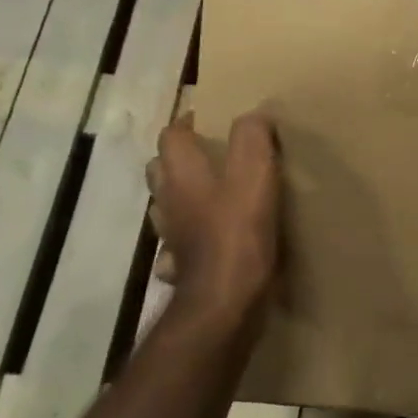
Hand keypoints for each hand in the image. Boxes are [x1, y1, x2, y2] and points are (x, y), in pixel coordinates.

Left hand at [146, 112, 280, 315]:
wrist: (224, 303)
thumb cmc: (238, 233)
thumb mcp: (255, 174)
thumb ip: (252, 137)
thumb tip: (253, 115)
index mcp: (181, 173)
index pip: (172, 134)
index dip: (189, 123)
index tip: (214, 121)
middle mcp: (167, 201)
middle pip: (161, 169)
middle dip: (180, 159)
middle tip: (212, 157)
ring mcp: (169, 237)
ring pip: (165, 207)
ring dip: (181, 198)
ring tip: (211, 196)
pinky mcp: (180, 267)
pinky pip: (177, 246)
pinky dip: (188, 239)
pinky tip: (207, 241)